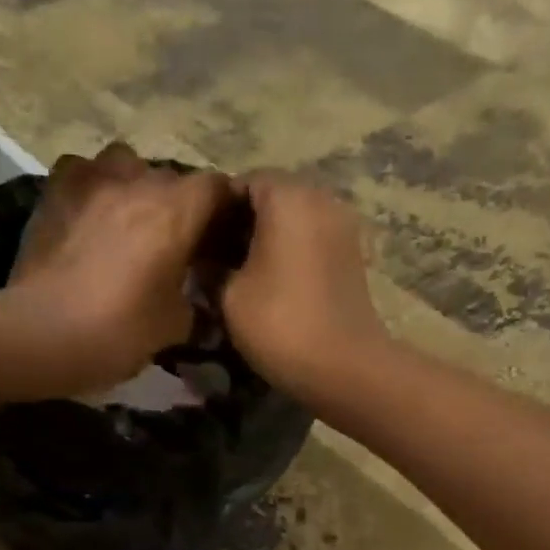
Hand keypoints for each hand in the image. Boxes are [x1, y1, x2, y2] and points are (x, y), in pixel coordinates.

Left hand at [5, 142, 231, 392]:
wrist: (43, 335)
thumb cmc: (120, 332)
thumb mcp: (175, 326)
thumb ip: (195, 303)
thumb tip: (199, 301)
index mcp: (177, 210)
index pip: (218, 188)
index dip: (225, 210)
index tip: (222, 237)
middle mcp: (138, 180)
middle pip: (172, 178)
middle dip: (180, 206)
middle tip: (177, 243)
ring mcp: (91, 179)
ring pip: (127, 165)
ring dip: (136, 187)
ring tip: (132, 222)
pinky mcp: (55, 189)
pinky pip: (84, 173)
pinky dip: (94, 188)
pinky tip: (91, 216)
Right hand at [223, 171, 393, 403]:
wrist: (345, 368)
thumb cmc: (280, 324)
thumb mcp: (229, 296)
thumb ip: (211, 268)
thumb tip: (203, 260)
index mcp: (287, 195)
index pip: (241, 182)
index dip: (214, 210)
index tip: (196, 242)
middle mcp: (320, 199)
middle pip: (270, 199)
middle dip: (241, 225)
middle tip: (214, 261)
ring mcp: (342, 227)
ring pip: (293, 222)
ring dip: (266, 243)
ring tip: (240, 276)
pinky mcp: (352, 257)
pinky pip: (311, 243)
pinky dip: (290, 256)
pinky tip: (272, 286)